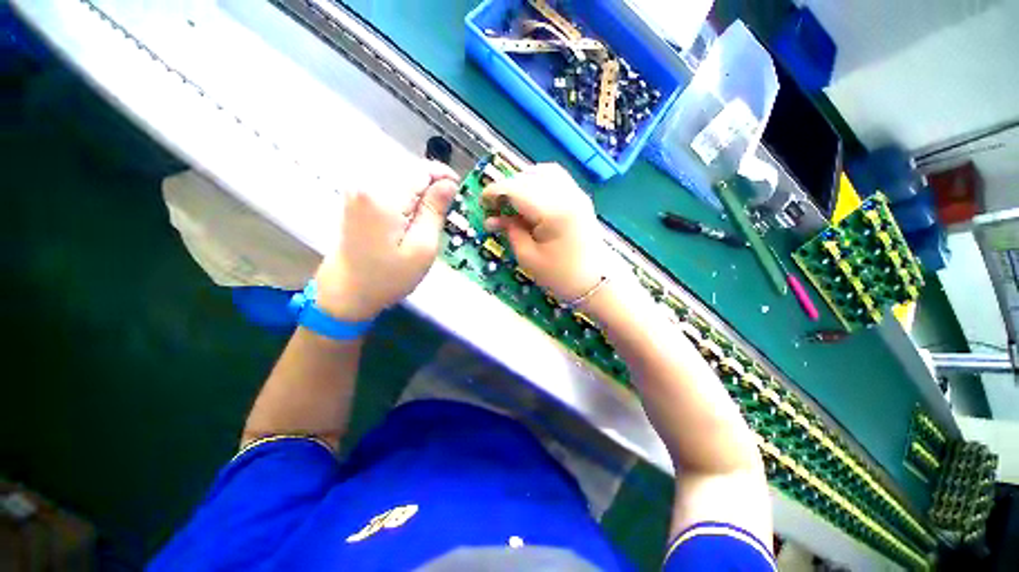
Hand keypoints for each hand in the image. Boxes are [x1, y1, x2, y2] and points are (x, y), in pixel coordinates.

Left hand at [315, 161, 458, 320]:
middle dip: (430, 183)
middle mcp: (365, 183)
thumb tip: (449, 184)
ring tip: (429, 213)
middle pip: (408, 168)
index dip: (443, 175)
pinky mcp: (355, 197)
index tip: (458, 189)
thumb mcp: (422, 248)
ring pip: (399, 174)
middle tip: (445, 208)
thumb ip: (435, 211)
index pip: (420, 169)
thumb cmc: (389, 276)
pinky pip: (387, 183)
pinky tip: (410, 213)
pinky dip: (404, 193)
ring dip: (418, 188)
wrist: (347, 292)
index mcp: (383, 196)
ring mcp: (356, 189)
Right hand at [482, 163, 608, 301]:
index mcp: (553, 212)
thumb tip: (493, 217)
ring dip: (522, 181)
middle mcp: (567, 195)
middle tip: (495, 207)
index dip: (495, 192)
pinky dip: (539, 180)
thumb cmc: (561, 276)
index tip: (482, 202)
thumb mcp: (528, 257)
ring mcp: (576, 193)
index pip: (517, 189)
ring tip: (511, 200)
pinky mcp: (580, 198)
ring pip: (543, 172)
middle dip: (507, 187)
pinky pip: (556, 177)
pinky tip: (530, 196)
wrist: (595, 282)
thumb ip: (510, 231)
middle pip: (528, 177)